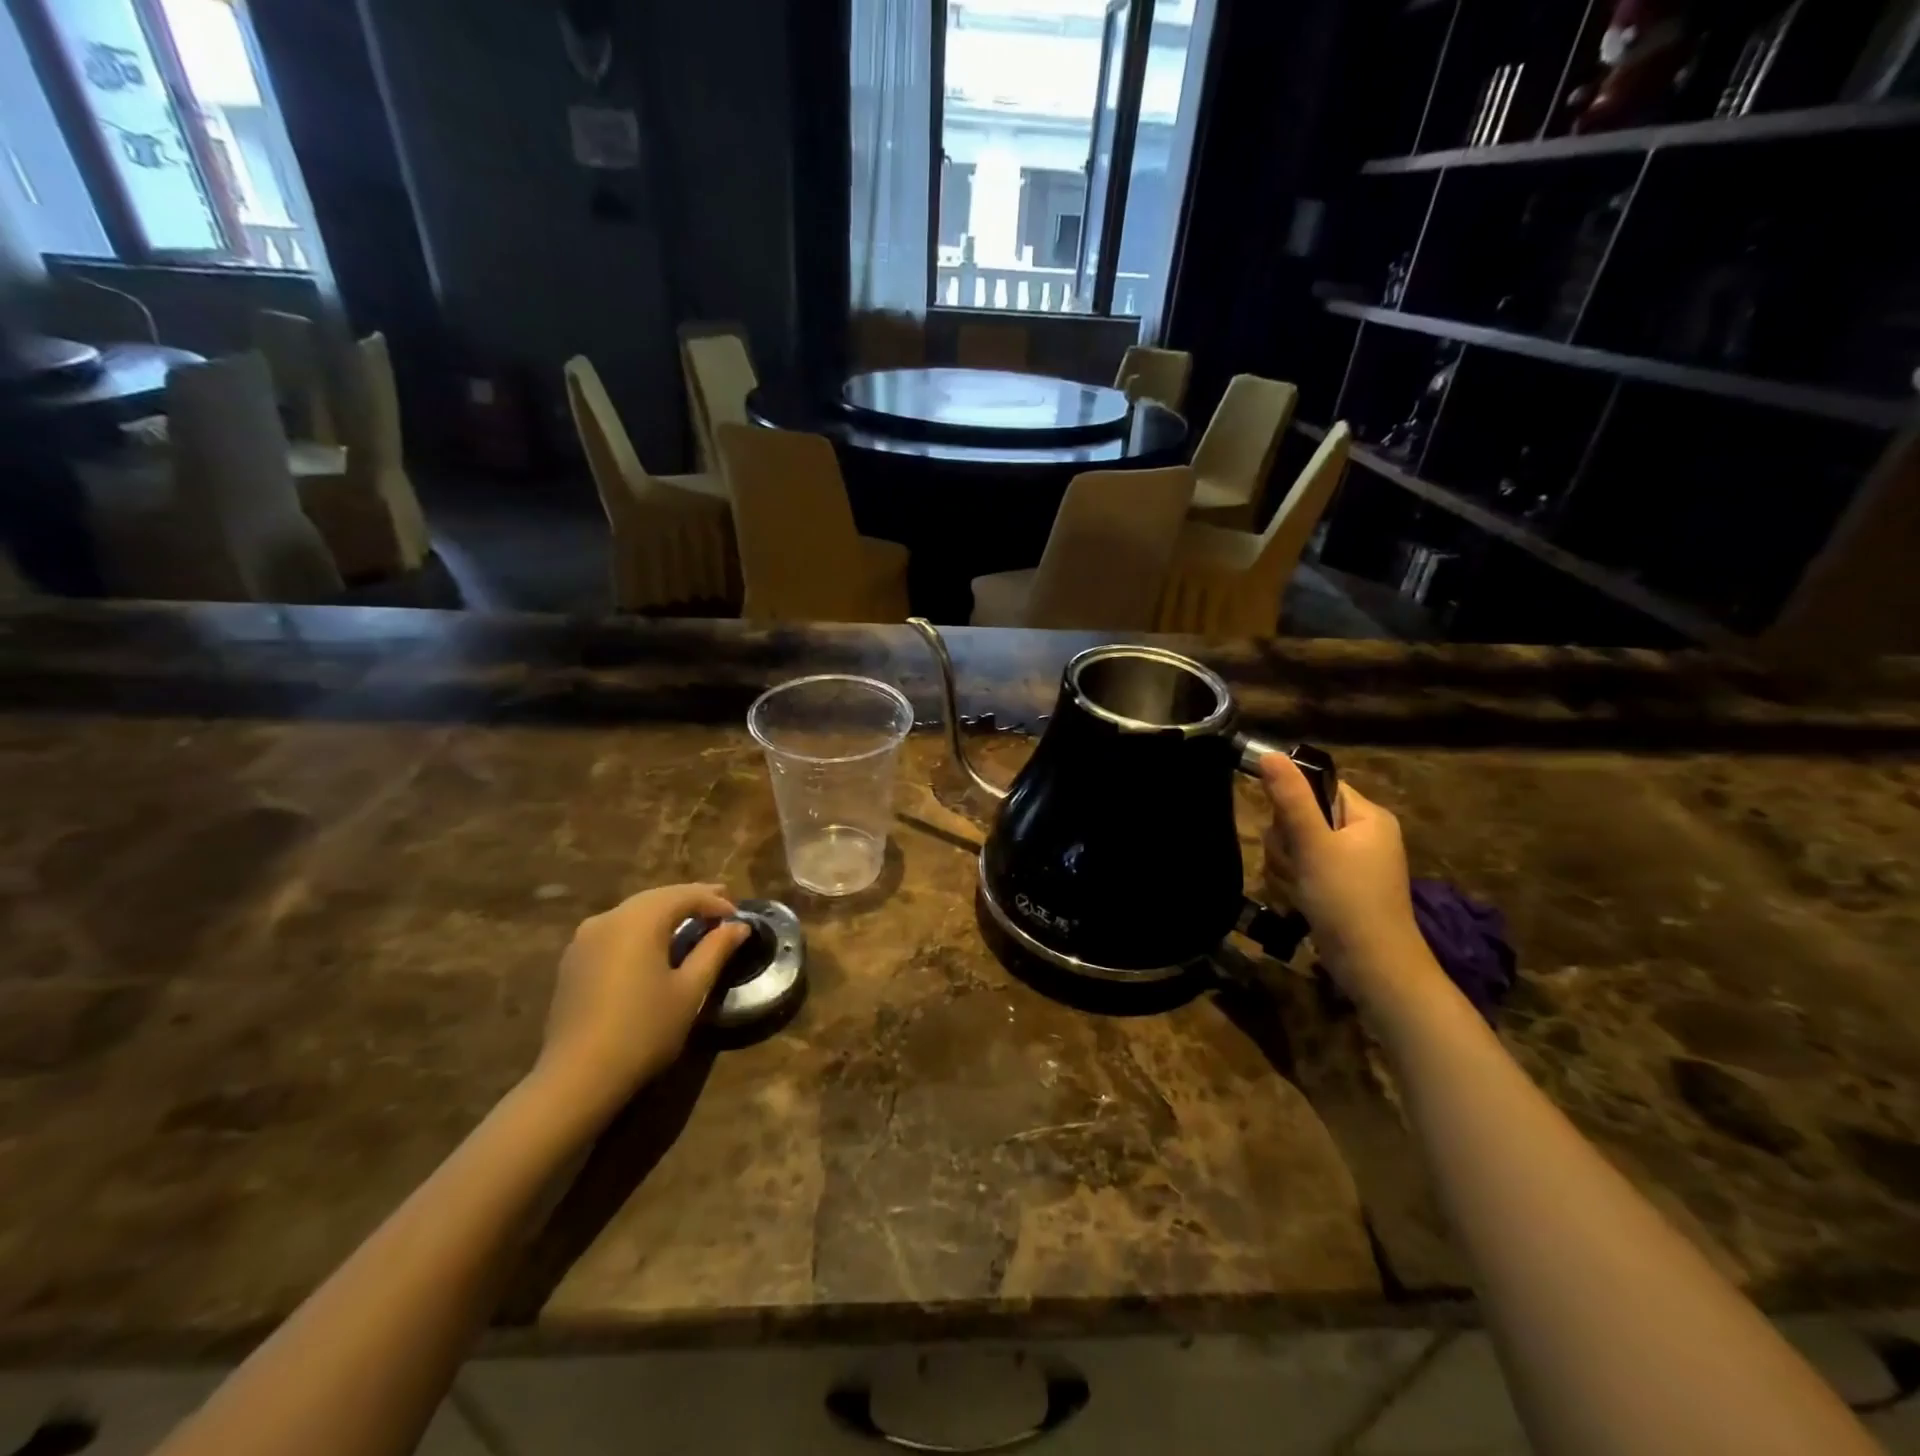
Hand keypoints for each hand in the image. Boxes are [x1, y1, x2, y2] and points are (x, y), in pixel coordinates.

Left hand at [532, 884, 750, 1123]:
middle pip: (657, 897)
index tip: (738, 917)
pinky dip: (641, 928)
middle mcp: (609, 918)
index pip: (684, 895)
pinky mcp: (573, 960)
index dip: (714, 901)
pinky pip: (615, 930)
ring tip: (691, 921)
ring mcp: (585, 938)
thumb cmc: (644, 1030)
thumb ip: (715, 950)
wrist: (577, 1077)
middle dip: (690, 899)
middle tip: (720, 907)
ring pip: (634, 911)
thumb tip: (738, 926)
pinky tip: (654, 944)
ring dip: (665, 912)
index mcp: (639, 920)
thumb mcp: (690, 990)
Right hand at [1260, 755, 1432, 1008]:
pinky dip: (1296, 881)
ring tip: (1300, 886)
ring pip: (1298, 844)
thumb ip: (1291, 799)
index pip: (1319, 786)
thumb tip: (1270, 754)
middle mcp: (1364, 834)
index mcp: (1368, 816)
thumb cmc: (1347, 899)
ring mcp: (1352, 863)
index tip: (1287, 829)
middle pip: (1303, 816)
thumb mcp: (1314, 844)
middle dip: (1288, 842)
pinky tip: (1301, 898)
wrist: (1373, 967)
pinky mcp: (1340, 886)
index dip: (1293, 803)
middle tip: (1297, 864)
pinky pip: (1305, 868)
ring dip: (1288, 864)